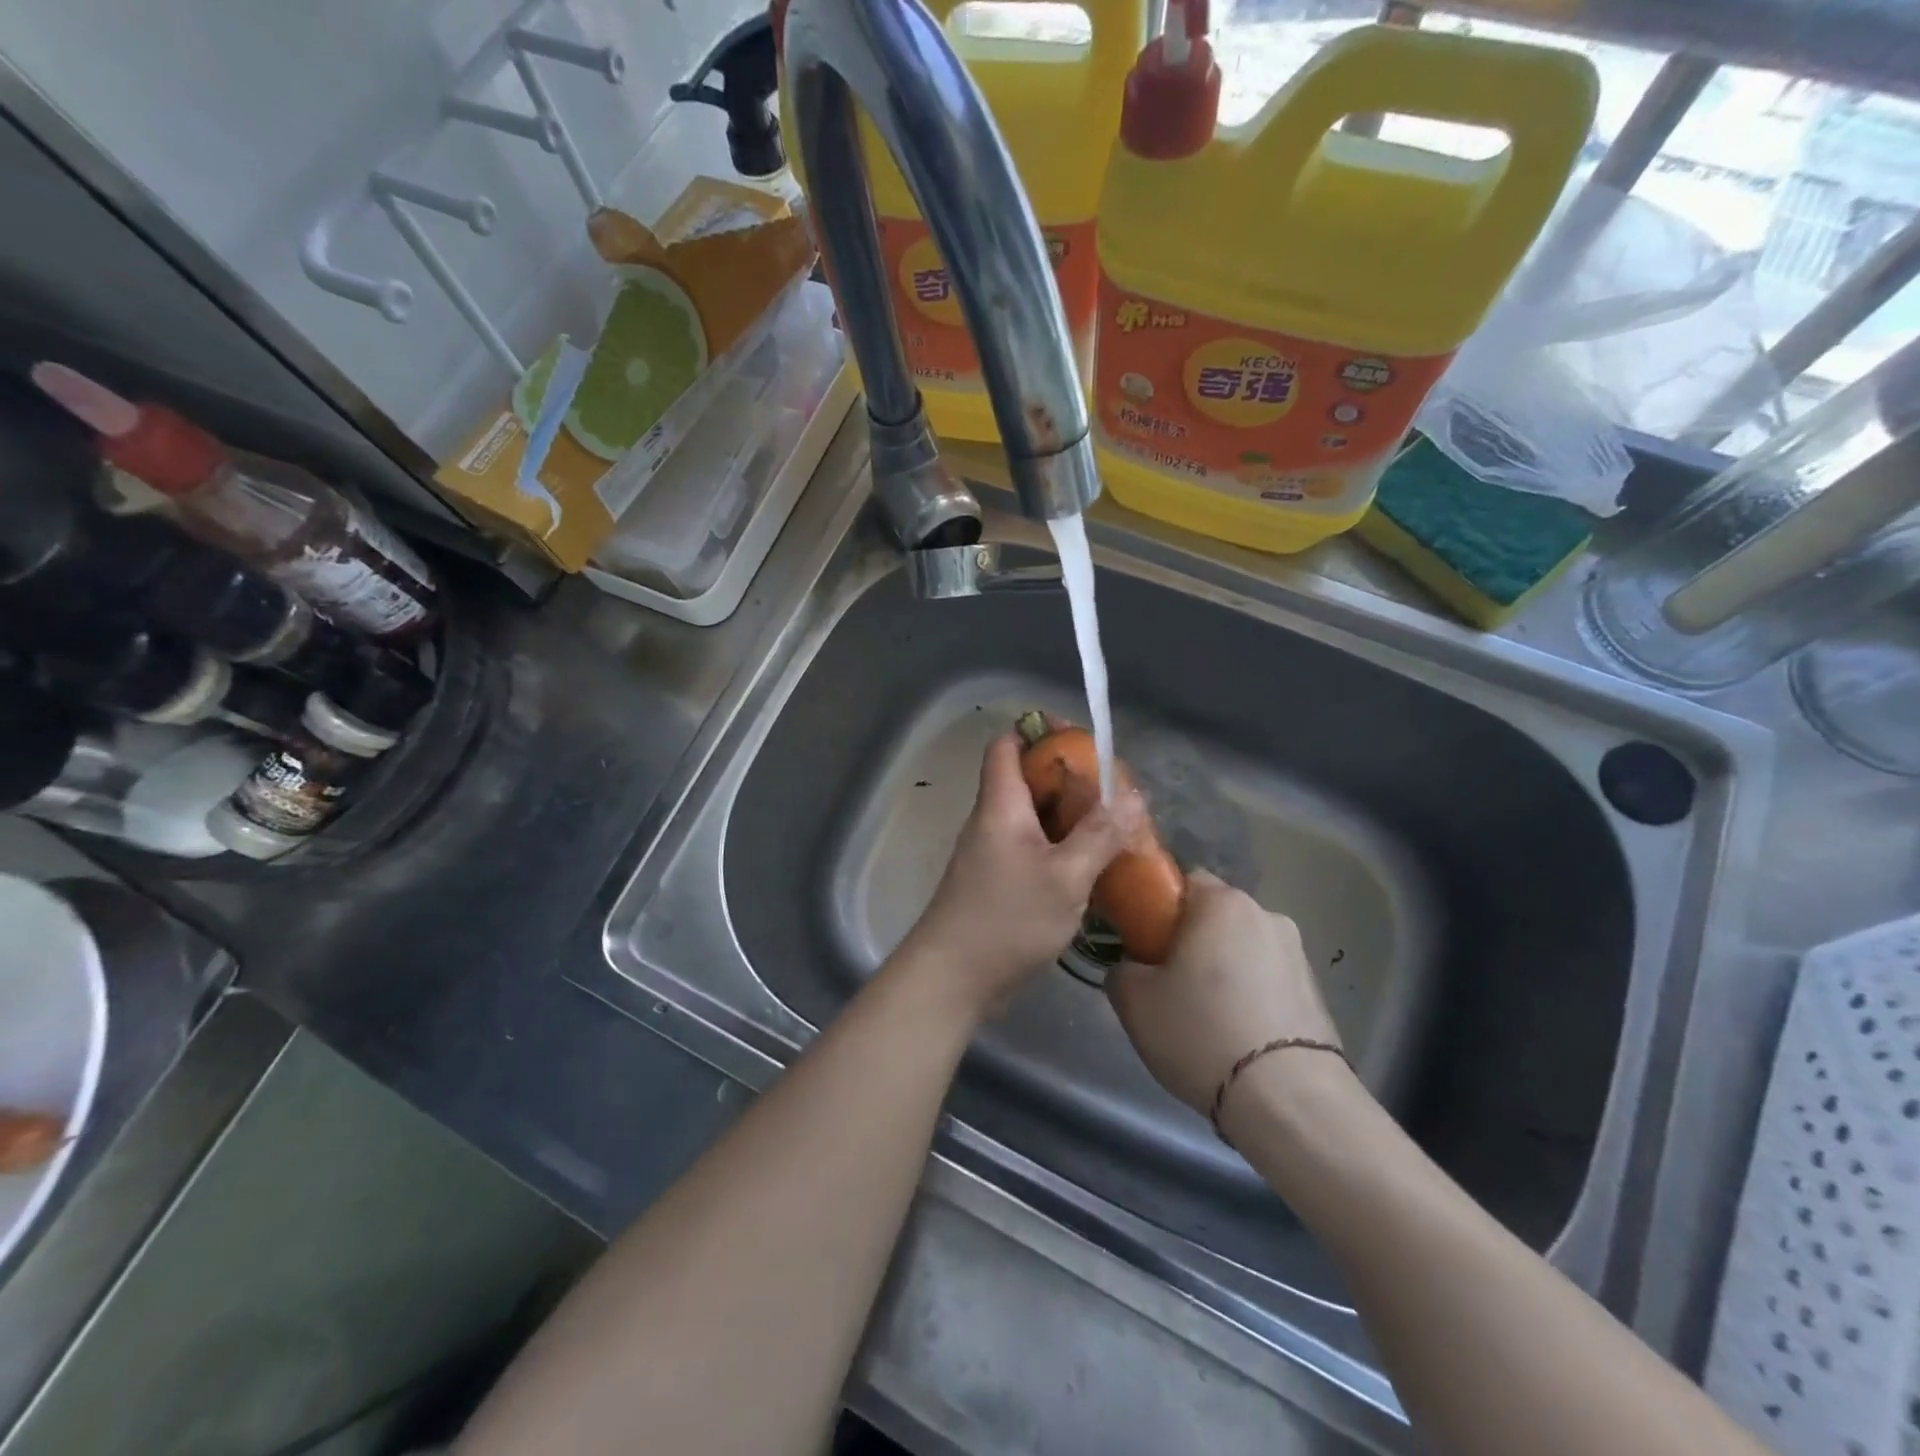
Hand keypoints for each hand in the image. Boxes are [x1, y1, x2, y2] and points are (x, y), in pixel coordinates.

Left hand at [900, 732, 1136, 1021]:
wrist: (953, 978)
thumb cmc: (1007, 919)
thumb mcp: (1065, 877)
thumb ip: (1099, 834)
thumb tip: (1131, 796)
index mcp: (1000, 805)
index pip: (1008, 744)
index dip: (1040, 733)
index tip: (1082, 741)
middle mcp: (992, 820)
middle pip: (1026, 779)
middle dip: (1069, 778)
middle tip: (1113, 791)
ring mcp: (992, 852)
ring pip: (1033, 817)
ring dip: (1069, 816)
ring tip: (1113, 825)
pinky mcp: (998, 881)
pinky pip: (1032, 848)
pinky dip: (1061, 847)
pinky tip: (1092, 865)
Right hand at [1107, 870, 1340, 1115]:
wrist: (1288, 1101)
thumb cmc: (1201, 1033)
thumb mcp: (1134, 1002)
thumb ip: (1122, 970)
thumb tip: (1133, 968)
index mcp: (1222, 903)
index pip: (1182, 881)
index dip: (1157, 907)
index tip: (1142, 942)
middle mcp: (1266, 915)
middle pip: (1215, 916)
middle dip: (1192, 940)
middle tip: (1167, 983)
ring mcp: (1298, 954)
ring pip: (1244, 949)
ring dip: (1224, 969)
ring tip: (1206, 1018)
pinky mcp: (1318, 993)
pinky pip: (1269, 980)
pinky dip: (1251, 996)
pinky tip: (1237, 1035)